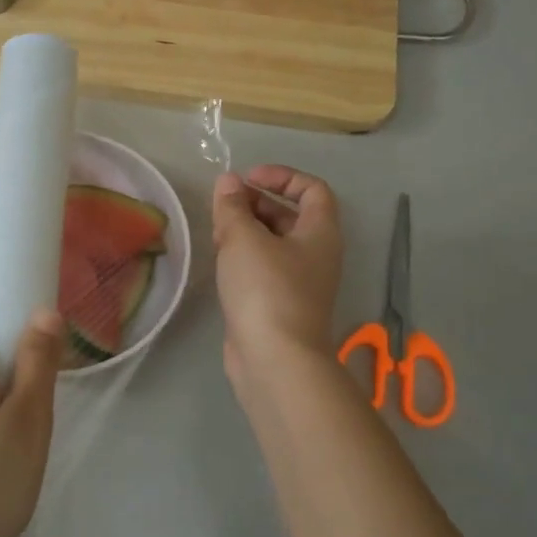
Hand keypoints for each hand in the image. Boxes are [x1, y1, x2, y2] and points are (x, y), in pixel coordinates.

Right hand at [211, 166, 343, 379]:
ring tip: (216, 232)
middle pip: (290, 216)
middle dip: (256, 203)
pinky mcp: (278, 305)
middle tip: (224, 206)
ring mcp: (298, 282)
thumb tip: (228, 182)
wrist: (275, 360)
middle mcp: (315, 255)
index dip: (281, 176)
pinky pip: (262, 269)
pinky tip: (219, 261)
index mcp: (320, 233)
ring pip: (273, 244)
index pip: (312, 189)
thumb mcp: (243, 239)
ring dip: (246, 231)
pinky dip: (243, 258)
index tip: (247, 179)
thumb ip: (233, 207)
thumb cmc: (266, 290)